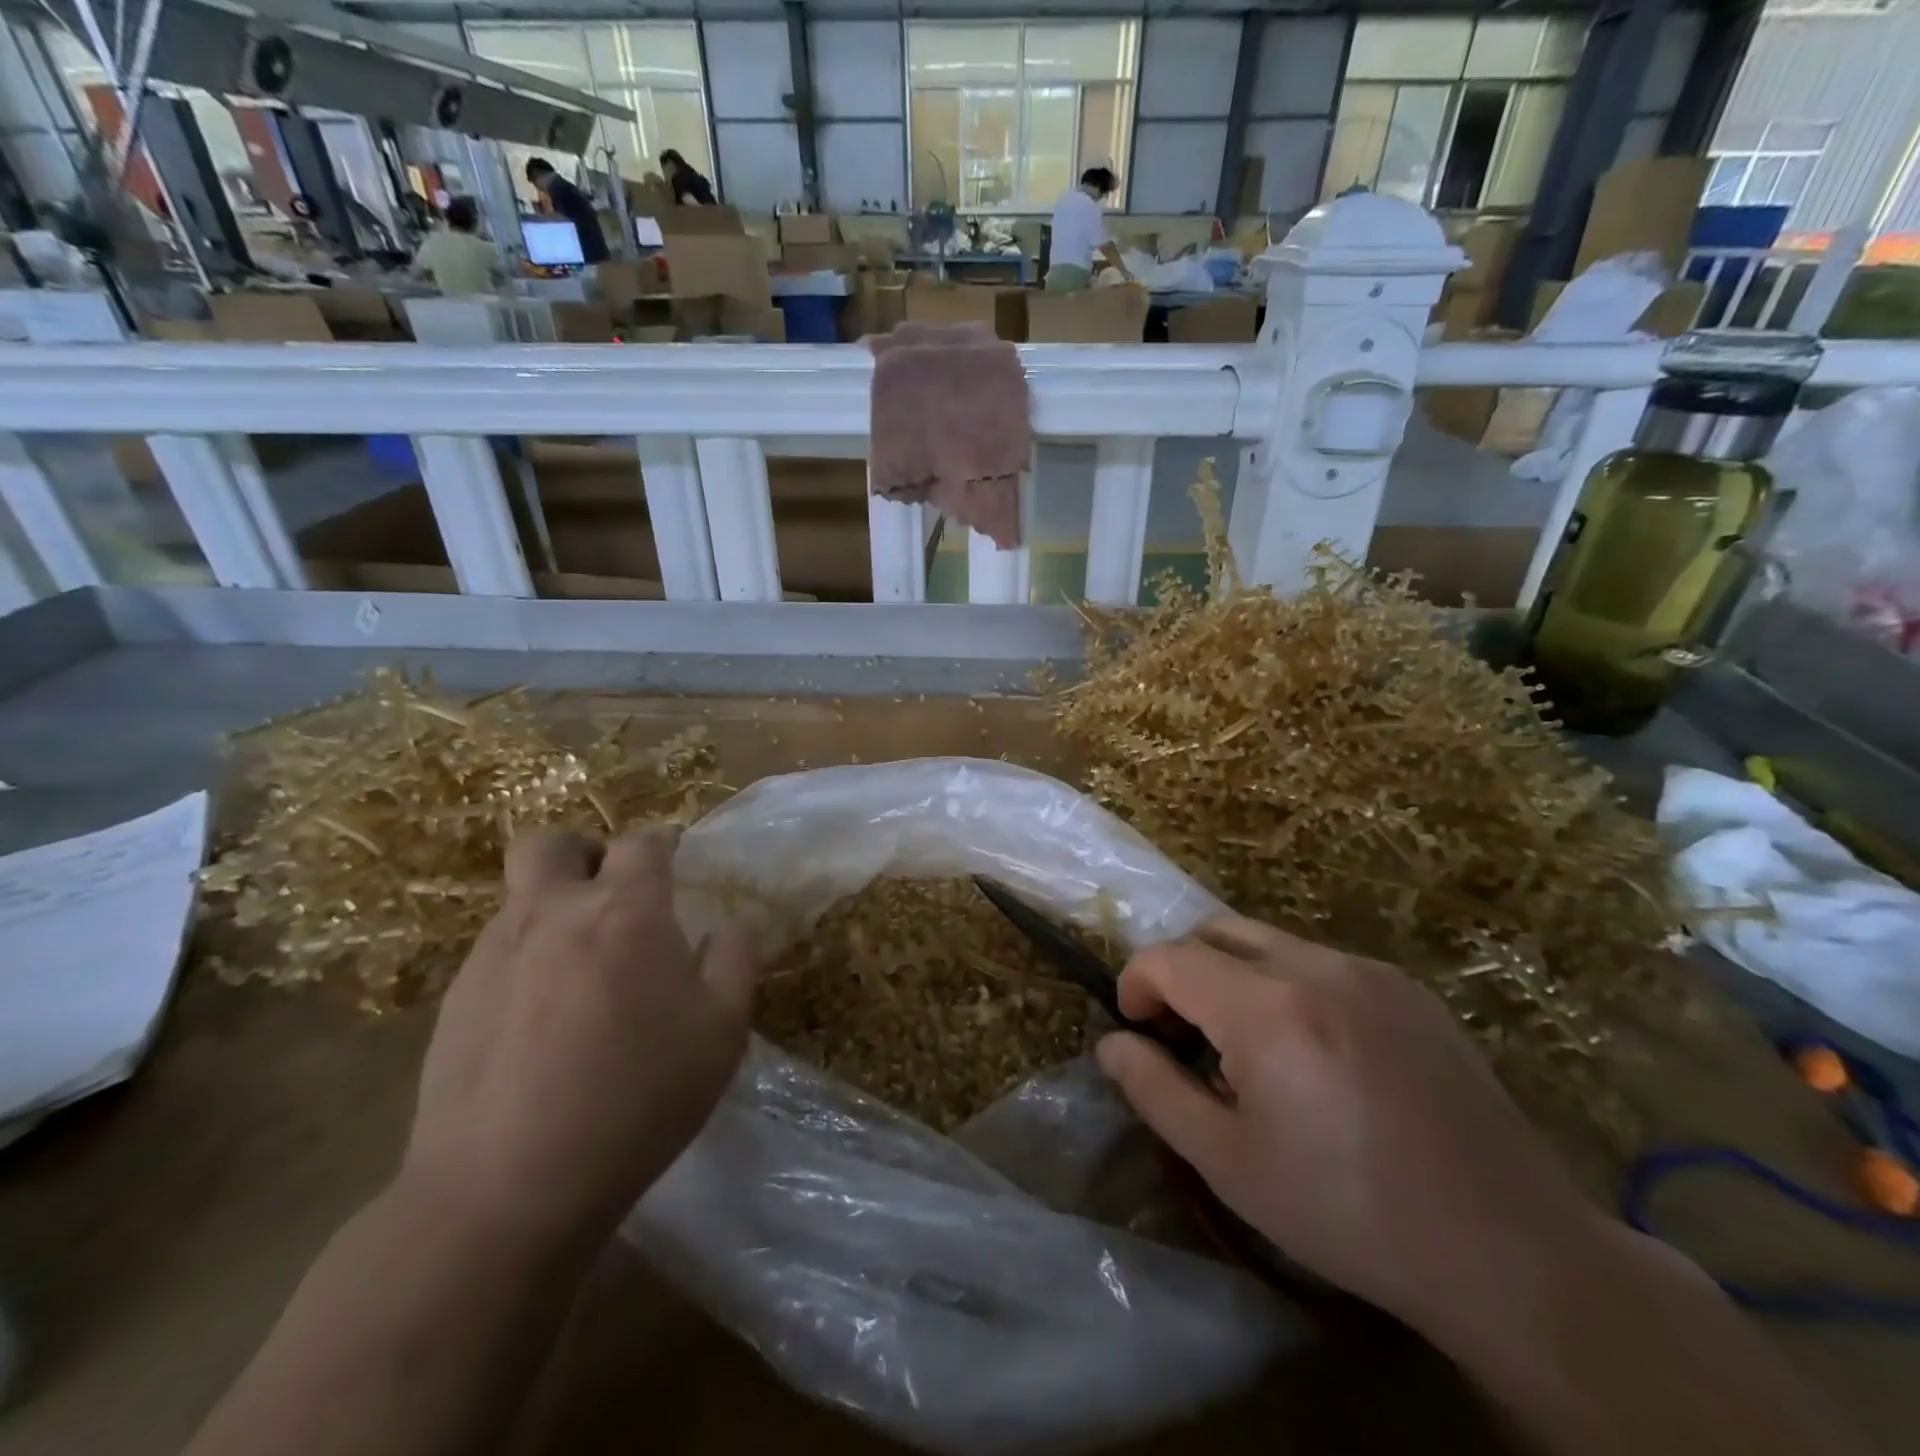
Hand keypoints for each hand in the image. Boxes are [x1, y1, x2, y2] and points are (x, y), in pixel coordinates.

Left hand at [401, 825, 755, 1246]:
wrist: (506, 1189)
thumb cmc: (638, 1098)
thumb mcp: (722, 1031)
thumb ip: (735, 960)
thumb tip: (730, 926)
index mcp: (625, 910)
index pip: (643, 841)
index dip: (663, 843)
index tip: (676, 862)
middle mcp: (552, 912)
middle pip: (551, 842)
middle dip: (585, 853)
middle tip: (612, 895)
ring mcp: (494, 953)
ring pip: (520, 898)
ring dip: (554, 910)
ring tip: (583, 973)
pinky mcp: (455, 999)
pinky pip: (497, 951)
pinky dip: (527, 960)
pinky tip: (543, 1022)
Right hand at [1096, 918, 1603, 1339]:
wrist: (1509, 1249)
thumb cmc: (1348, 1212)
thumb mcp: (1229, 1162)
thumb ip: (1155, 1090)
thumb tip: (1112, 1044)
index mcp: (1266, 1008)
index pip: (1169, 957)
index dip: (1136, 983)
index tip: (1138, 1028)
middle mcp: (1315, 966)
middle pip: (1216, 931)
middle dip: (1182, 969)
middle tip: (1184, 1033)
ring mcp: (1369, 970)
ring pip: (1268, 941)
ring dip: (1234, 975)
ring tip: (1248, 1047)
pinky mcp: (1408, 988)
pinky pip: (1320, 962)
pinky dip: (1287, 984)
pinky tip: (1313, 1052)